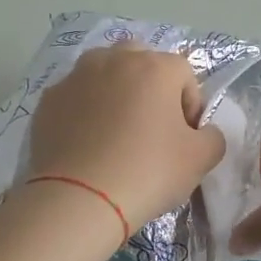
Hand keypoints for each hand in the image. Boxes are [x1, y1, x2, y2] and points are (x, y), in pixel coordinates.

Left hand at [27, 43, 225, 230]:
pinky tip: (87, 145)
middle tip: (151, 126)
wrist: (77, 201)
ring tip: (115, 132)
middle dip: (150, 86)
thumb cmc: (147, 172)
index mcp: (155, 67)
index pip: (185, 75)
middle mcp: (115, 60)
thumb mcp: (201, 159)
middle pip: (141, 60)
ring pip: (104, 72)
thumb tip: (202, 132)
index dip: (190, 106)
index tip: (184, 138)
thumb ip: (213, 137)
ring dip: (115, 92)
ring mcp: (76, 77)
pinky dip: (84, 111)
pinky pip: (76, 97)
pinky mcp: (48, 100)